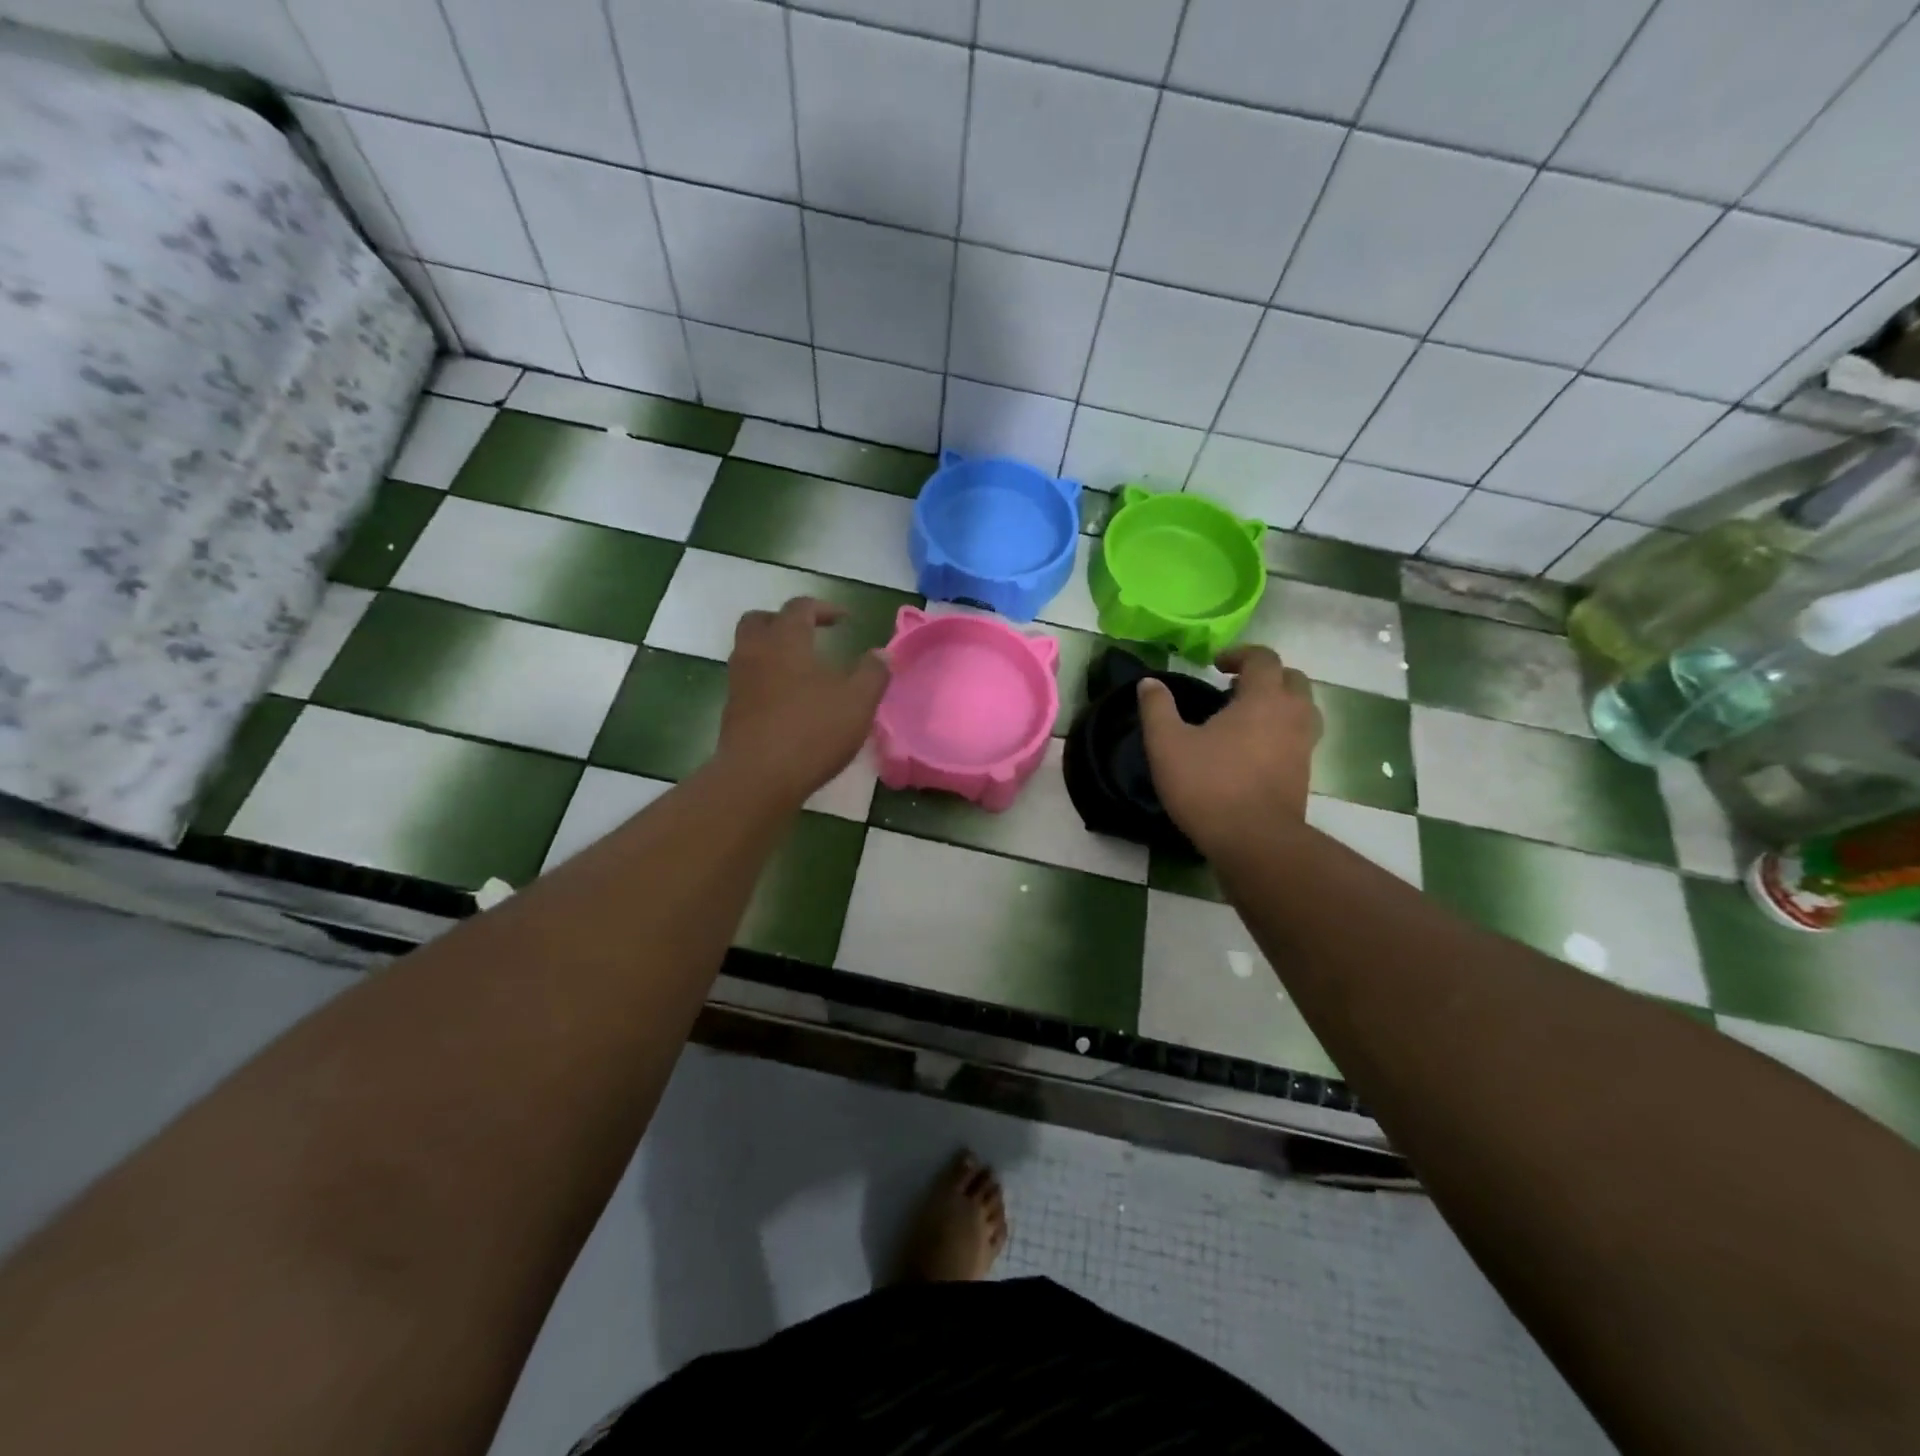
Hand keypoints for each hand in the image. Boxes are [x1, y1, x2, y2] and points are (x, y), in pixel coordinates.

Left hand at [718, 597, 890, 807]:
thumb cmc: (812, 732)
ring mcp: (738, 682)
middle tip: (810, 634)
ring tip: (802, 669)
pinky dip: (767, 678)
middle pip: (761, 620)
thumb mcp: (857, 702)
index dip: (824, 608)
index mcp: (785, 640)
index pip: (800, 608)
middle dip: (786, 621)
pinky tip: (789, 700)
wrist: (758, 778)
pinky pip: (748, 680)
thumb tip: (882, 653)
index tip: (845, 620)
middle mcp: (755, 653)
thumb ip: (873, 673)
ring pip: (750, 650)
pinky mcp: (732, 710)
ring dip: (774, 650)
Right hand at [1137, 646, 1320, 854]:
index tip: (1216, 666)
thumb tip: (1149, 682)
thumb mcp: (1167, 744)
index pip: (1263, 658)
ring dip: (1278, 704)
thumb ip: (1157, 708)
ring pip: (1302, 709)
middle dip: (1266, 676)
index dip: (1240, 655)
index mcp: (1263, 698)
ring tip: (1247, 718)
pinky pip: (1298, 737)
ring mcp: (1303, 746)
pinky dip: (1281, 732)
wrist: (1254, 840)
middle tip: (1235, 689)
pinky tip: (1252, 750)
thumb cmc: (1208, 785)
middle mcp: (1292, 715)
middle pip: (1292, 679)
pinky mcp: (1304, 773)